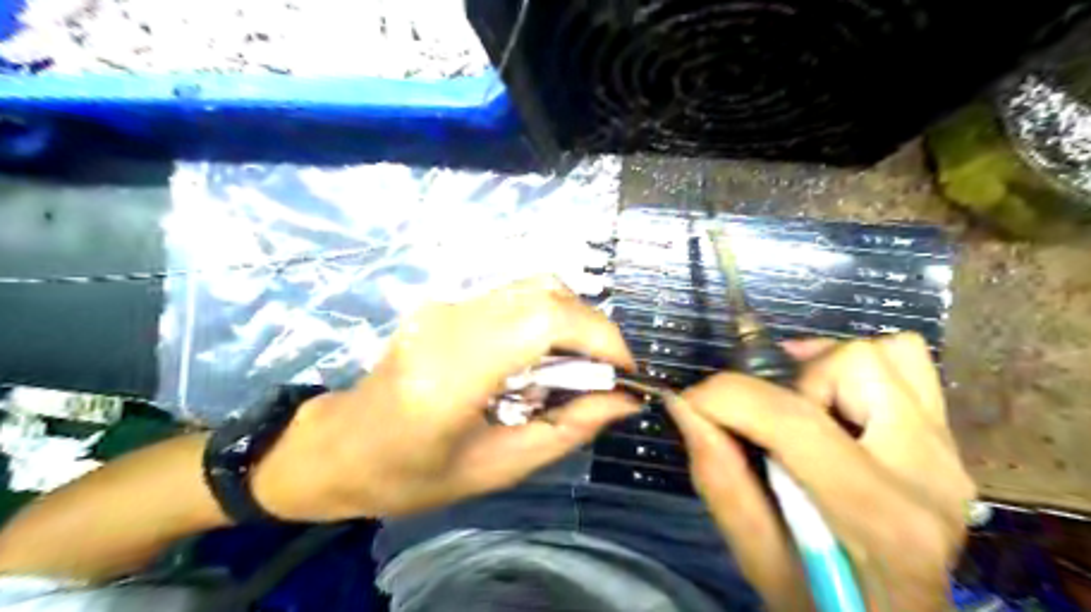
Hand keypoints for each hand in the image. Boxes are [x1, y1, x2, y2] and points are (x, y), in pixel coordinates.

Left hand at [252, 277, 641, 521]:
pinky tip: (542, 357)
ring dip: (572, 321)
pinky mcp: (446, 303)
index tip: (627, 371)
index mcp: (451, 374)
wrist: (339, 447)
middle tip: (610, 372)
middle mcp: (447, 323)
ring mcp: (443, 306)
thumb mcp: (497, 468)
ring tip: (578, 367)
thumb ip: (567, 429)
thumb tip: (624, 401)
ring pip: (534, 286)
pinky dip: (547, 319)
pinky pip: (515, 296)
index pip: (542, 321)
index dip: (598, 335)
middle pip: (544, 293)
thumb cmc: (410, 475)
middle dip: (593, 328)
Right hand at [670, 336, 976, 611]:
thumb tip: (684, 406)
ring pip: (887, 353)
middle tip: (766, 422)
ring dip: (826, 370)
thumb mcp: (755, 556)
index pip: (794, 421)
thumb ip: (719, 477)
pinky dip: (859, 367)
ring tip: (803, 406)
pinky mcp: (947, 440)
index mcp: (880, 517)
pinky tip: (832, 398)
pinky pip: (910, 364)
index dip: (727, 396)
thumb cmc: (823, 602)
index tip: (692, 401)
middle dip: (787, 383)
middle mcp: (927, 471)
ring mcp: (948, 451)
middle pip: (852, 365)